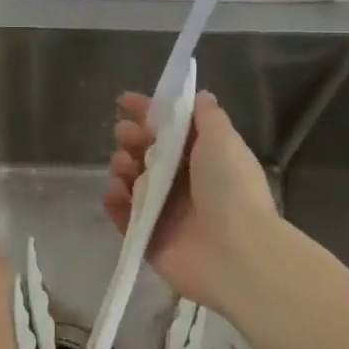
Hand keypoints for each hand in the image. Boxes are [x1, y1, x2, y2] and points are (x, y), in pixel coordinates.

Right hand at [102, 90, 277, 311]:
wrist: (235, 252)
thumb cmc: (230, 188)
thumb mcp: (223, 140)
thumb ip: (207, 117)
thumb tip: (200, 96)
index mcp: (204, 159)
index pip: (172, 130)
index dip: (149, 113)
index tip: (125, 101)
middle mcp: (185, 184)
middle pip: (148, 156)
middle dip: (132, 140)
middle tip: (123, 136)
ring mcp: (165, 214)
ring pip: (133, 184)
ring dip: (122, 169)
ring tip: (123, 168)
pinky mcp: (149, 240)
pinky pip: (124, 218)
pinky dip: (115, 204)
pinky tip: (114, 193)